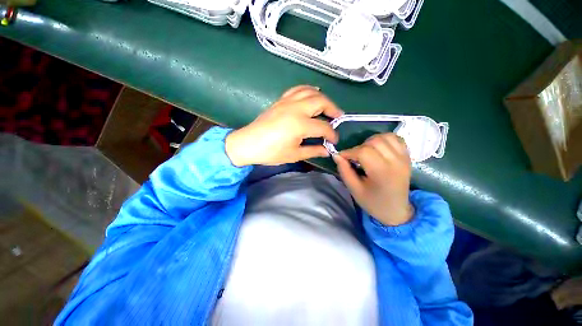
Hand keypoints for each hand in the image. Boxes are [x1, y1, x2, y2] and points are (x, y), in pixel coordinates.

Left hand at [225, 85, 342, 165]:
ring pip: (310, 91)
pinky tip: (311, 96)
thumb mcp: (294, 155)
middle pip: (321, 101)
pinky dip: (308, 90)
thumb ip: (313, 151)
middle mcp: (296, 108)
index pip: (323, 127)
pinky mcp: (280, 100)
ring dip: (322, 97)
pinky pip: (297, 89)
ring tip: (327, 106)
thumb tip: (327, 150)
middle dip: (333, 109)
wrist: (248, 143)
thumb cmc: (271, 152)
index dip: (332, 134)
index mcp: (300, 124)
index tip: (334, 140)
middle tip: (338, 117)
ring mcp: (287, 102)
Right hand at [334, 133, 413, 225]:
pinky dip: (384, 139)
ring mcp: (404, 158)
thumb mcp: (354, 189)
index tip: (341, 157)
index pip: (364, 151)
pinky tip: (378, 148)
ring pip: (385, 137)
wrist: (396, 210)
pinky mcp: (407, 156)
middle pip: (374, 141)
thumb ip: (344, 171)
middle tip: (354, 157)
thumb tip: (336, 155)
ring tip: (365, 151)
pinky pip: (396, 139)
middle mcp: (395, 162)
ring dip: (371, 141)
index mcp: (382, 172)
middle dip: (359, 147)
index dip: (349, 151)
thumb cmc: (373, 202)